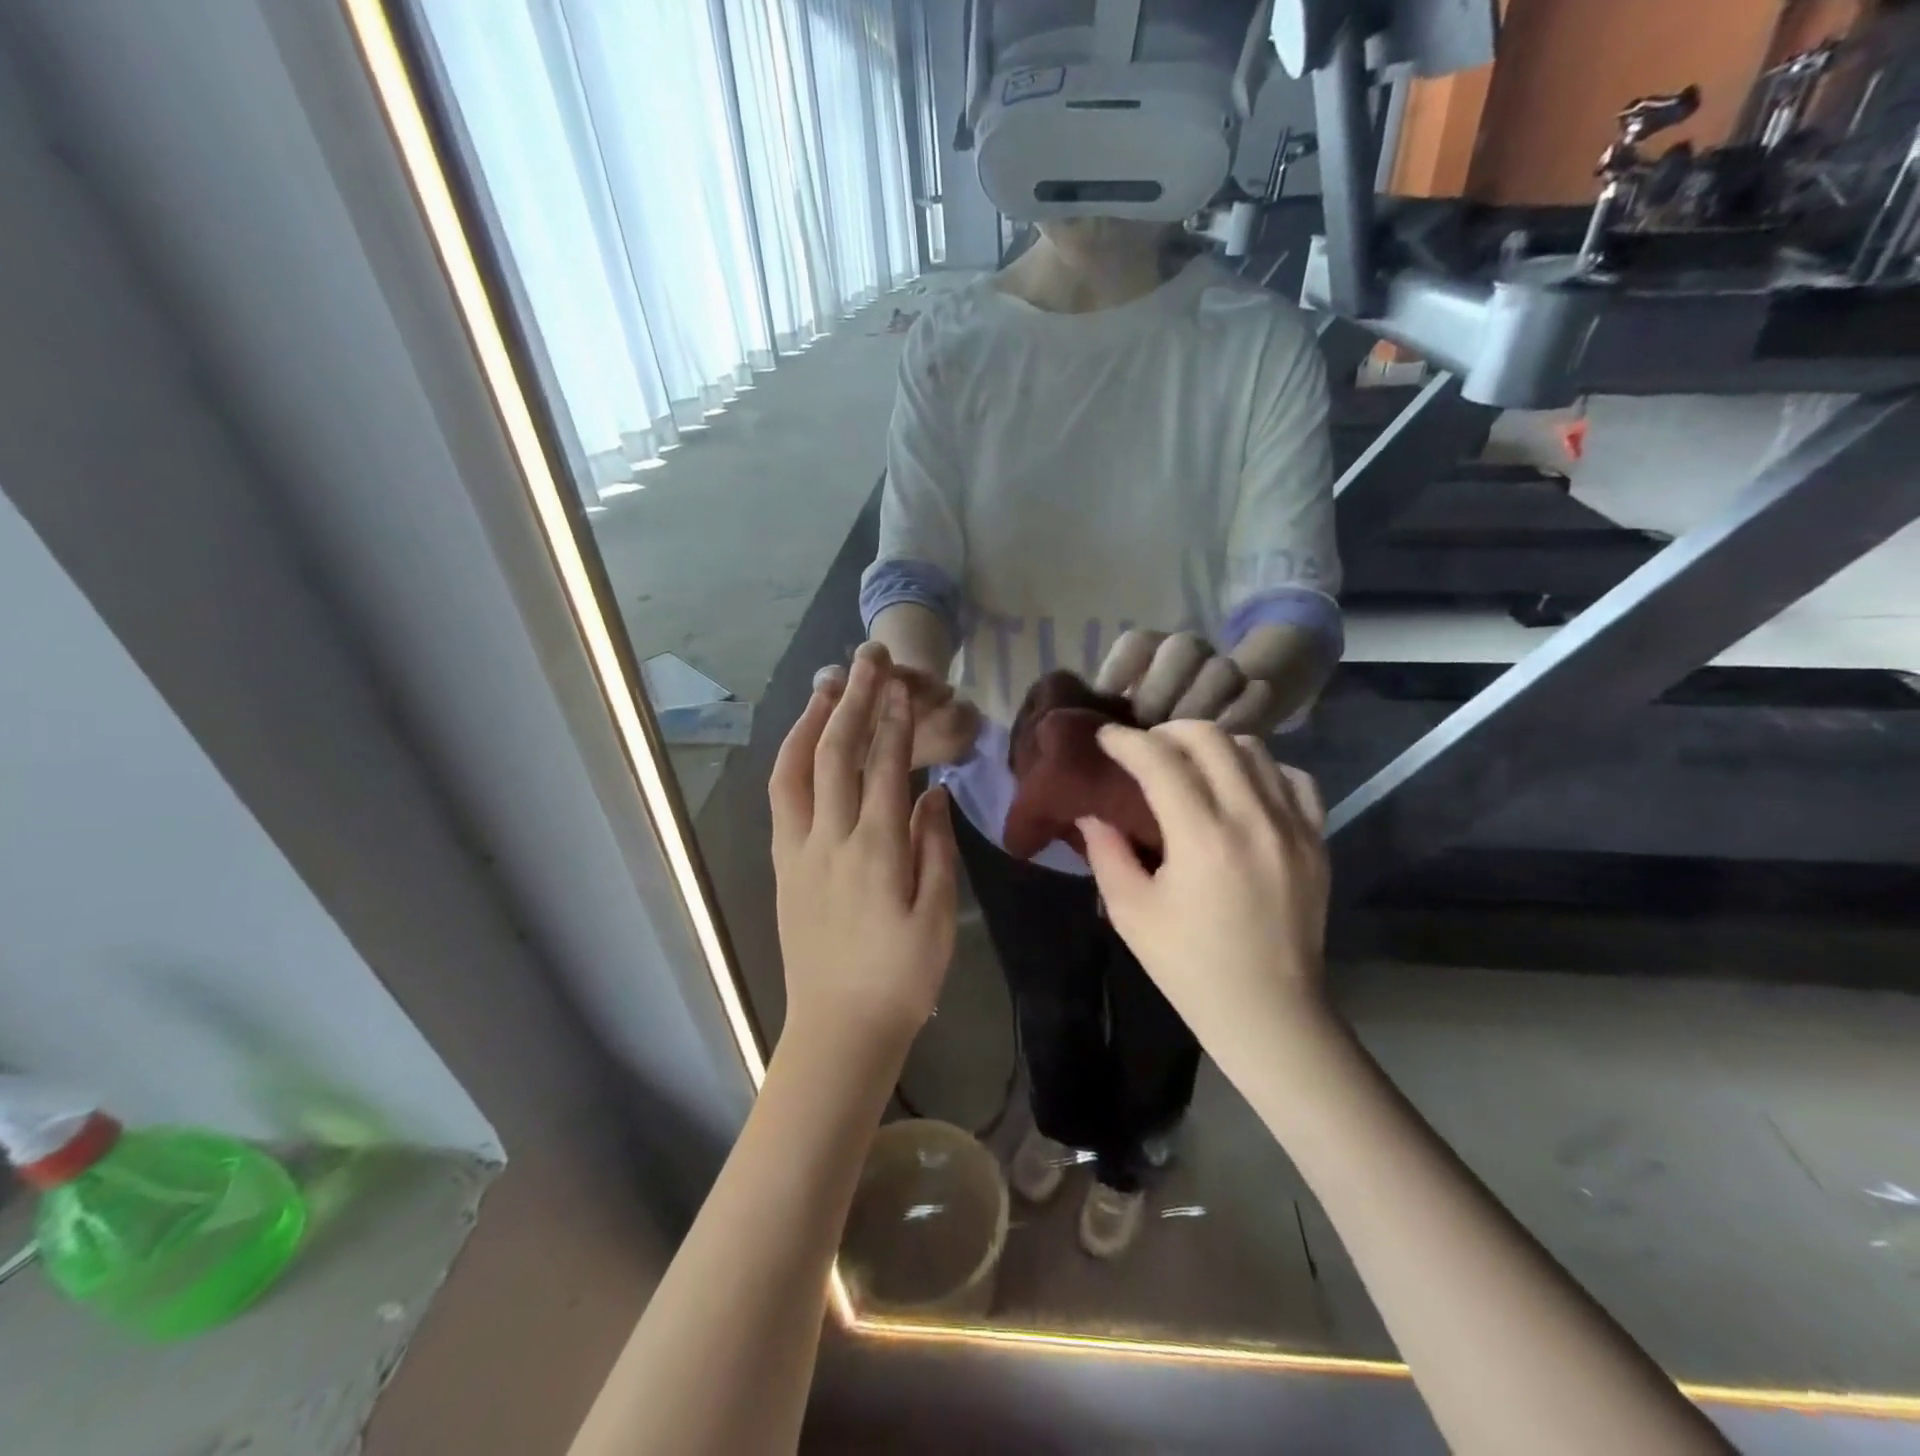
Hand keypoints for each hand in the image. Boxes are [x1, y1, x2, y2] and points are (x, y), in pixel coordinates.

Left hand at [774, 644, 958, 1048]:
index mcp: (876, 852)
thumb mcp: (937, 917)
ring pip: (797, 769)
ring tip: (828, 684)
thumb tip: (932, 793)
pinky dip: (792, 759)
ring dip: (812, 721)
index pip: (884, 768)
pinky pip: (781, 799)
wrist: (839, 1028)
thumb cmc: (902, 977)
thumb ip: (935, 849)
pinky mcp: (782, 865)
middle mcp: (830, 840)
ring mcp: (798, 851)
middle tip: (866, 657)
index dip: (893, 721)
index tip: (901, 683)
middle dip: (854, 700)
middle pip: (838, 754)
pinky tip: (804, 742)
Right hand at [1077, 722, 1331, 1062]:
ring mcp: (1293, 827)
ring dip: (1214, 746)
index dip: (1127, 741)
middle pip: (1211, 739)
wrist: (1269, 1012)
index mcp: (1203, 839)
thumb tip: (1092, 811)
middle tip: (1145, 748)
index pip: (1161, 760)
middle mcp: (1253, 819)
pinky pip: (1294, 779)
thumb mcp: (1130, 912)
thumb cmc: (1189, 967)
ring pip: (1255, 750)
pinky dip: (1262, 770)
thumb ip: (1106, 852)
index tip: (1106, 738)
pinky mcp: (1317, 840)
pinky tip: (1241, 788)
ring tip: (1190, 765)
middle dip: (1168, 731)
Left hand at [1095, 629, 1277, 733]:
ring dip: (1199, 706)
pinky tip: (1220, 744)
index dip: (1121, 668)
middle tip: (1147, 727)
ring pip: (1222, 669)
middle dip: (1161, 690)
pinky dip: (1239, 719)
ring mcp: (1225, 668)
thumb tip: (1068, 719)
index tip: (1108, 699)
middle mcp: (1188, 652)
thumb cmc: (1151, 726)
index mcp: (1150, 650)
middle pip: (1182, 648)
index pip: (1136, 642)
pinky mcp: (1257, 692)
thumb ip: (1103, 711)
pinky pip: (1256, 694)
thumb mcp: (1122, 714)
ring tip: (1181, 741)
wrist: (1219, 718)